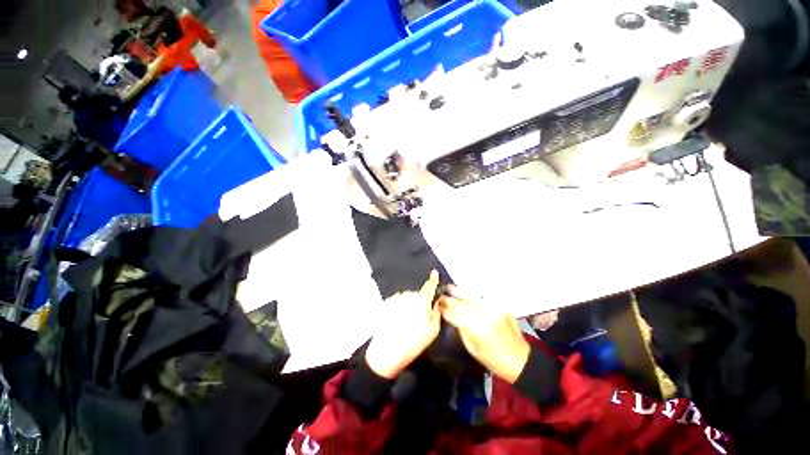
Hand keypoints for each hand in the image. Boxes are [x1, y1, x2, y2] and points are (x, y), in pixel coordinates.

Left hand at [364, 271, 441, 378]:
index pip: (429, 286)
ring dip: (407, 306)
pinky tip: (396, 322)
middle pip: (417, 295)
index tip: (434, 272)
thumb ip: (436, 313)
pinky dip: (397, 308)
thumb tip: (436, 303)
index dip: (433, 279)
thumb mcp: (433, 331)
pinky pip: (396, 302)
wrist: (387, 352)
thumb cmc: (413, 342)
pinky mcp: (386, 303)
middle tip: (417, 320)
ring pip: (406, 298)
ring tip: (405, 324)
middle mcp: (408, 295)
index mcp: (421, 300)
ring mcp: (395, 298)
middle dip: (419, 303)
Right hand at [439, 287, 530, 383]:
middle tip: (440, 295)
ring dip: (459, 292)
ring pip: (472, 298)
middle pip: (462, 305)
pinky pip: (482, 299)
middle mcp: (485, 316)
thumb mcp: (473, 349)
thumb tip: (453, 318)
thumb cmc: (494, 360)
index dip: (445, 310)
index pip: (455, 316)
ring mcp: (493, 310)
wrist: (520, 359)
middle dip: (449, 300)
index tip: (437, 306)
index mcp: (477, 330)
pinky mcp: (499, 307)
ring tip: (449, 287)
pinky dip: (472, 295)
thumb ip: (462, 331)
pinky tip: (464, 292)